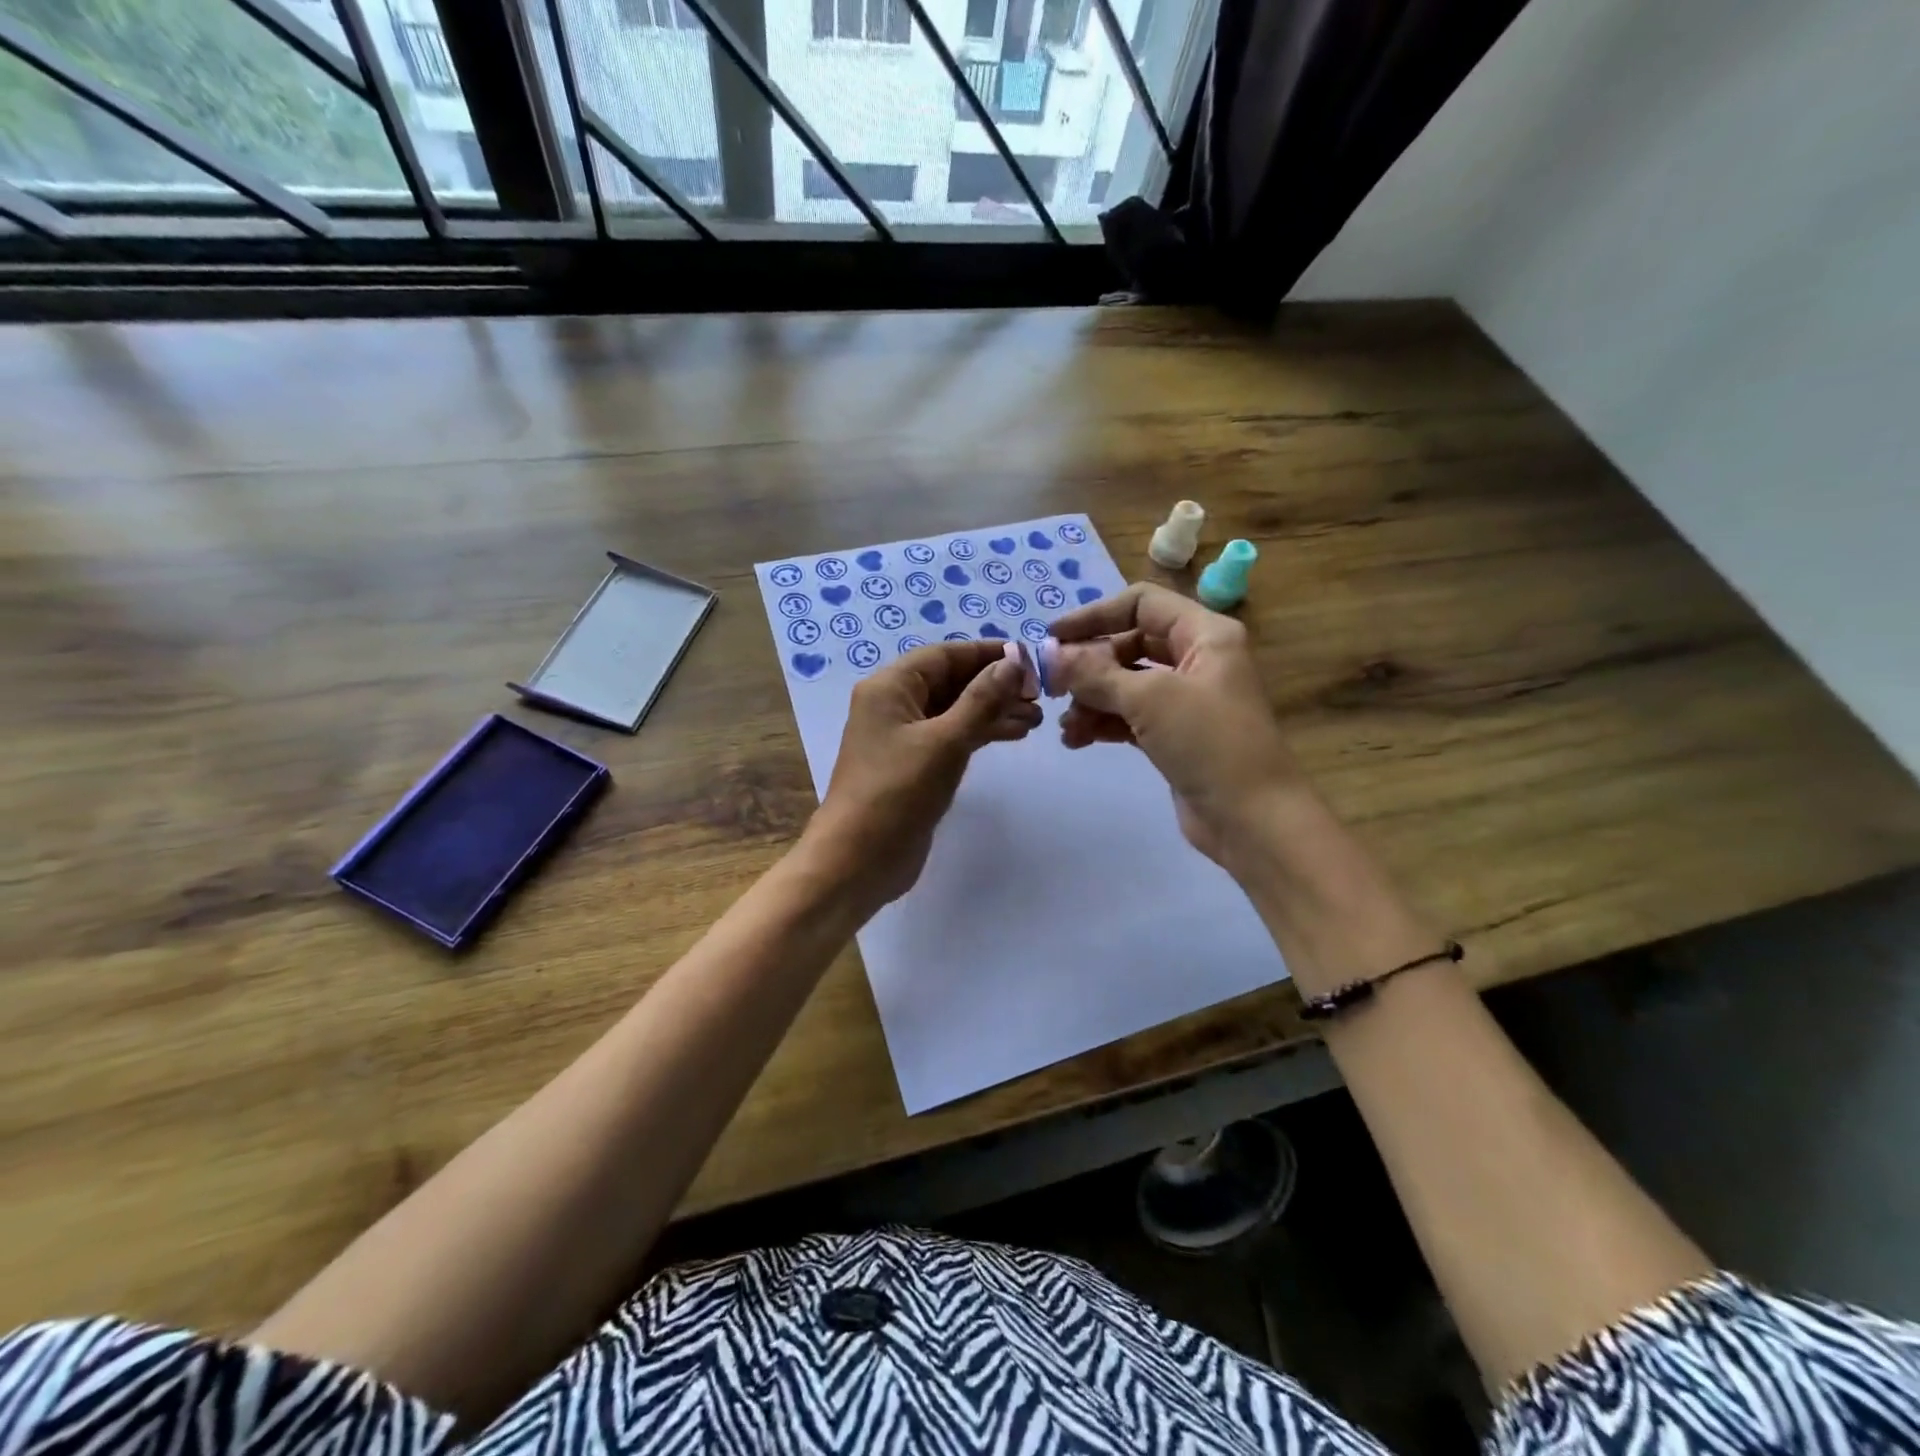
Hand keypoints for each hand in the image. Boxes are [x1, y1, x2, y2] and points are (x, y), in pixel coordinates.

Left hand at [805, 642, 1041, 909]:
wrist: (858, 860)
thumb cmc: (898, 793)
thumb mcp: (945, 741)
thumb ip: (982, 700)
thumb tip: (1013, 662)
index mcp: (890, 687)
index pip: (945, 655)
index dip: (988, 654)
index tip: (1031, 661)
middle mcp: (893, 704)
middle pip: (951, 681)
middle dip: (995, 685)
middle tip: (1039, 696)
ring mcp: (902, 737)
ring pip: (954, 710)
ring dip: (993, 710)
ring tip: (1036, 719)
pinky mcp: (913, 765)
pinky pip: (951, 736)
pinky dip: (980, 733)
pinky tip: (1012, 735)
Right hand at [1051, 583, 1298, 865]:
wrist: (1252, 818)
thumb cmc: (1208, 743)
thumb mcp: (1149, 699)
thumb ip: (1095, 673)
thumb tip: (1049, 655)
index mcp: (1205, 634)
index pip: (1141, 604)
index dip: (1095, 616)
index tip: (1053, 638)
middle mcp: (1197, 659)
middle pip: (1129, 644)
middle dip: (1089, 665)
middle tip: (1053, 687)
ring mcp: (1186, 700)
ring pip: (1126, 684)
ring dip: (1091, 700)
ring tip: (1068, 726)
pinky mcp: (1175, 735)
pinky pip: (1129, 716)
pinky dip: (1103, 723)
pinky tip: (1078, 739)